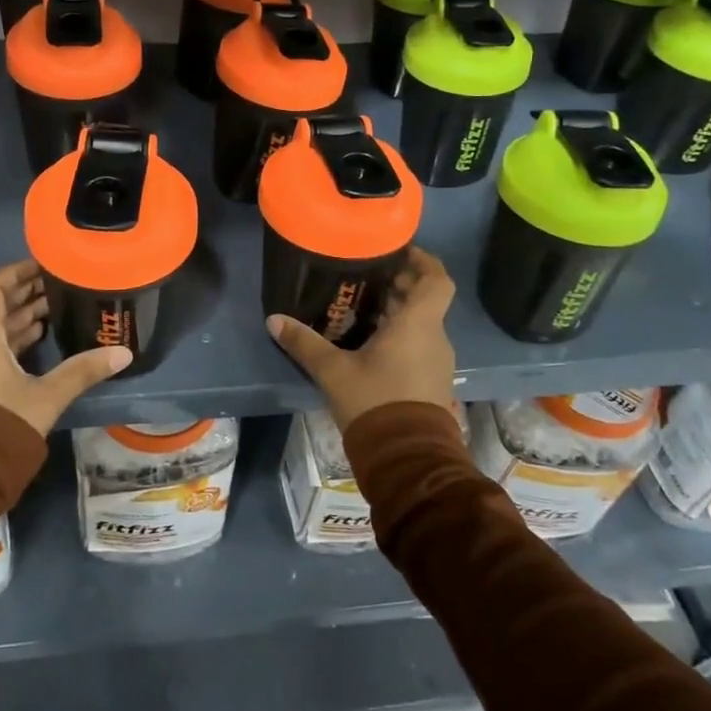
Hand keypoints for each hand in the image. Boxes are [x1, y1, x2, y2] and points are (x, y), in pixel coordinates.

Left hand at [0, 261, 131, 435]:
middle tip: (56, 286)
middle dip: (23, 295)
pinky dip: (7, 341)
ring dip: (17, 319)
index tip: (43, 265)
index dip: (17, 272)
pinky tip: (35, 344)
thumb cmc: (0, 427)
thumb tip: (122, 353)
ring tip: (51, 311)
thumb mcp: (46, 397)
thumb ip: (82, 371)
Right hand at [266, 247, 455, 432]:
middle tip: (369, 275)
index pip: (437, 279)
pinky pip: (420, 345)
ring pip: (422, 323)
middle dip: (401, 284)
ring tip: (365, 305)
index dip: (423, 260)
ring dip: (400, 311)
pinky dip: (402, 335)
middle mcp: (434, 337)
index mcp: (418, 324)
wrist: (408, 460)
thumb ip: (304, 343)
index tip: (400, 250)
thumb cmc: (375, 402)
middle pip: (425, 299)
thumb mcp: (333, 371)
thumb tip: (273, 320)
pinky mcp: (432, 382)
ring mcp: (437, 362)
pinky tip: (372, 341)